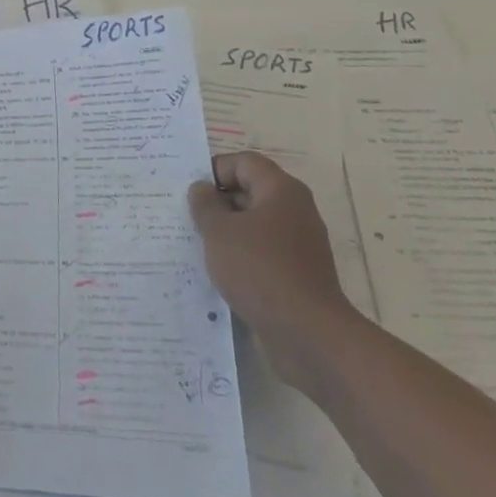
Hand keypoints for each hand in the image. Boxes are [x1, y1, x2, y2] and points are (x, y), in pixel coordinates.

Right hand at [189, 151, 359, 394]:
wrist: (307, 334)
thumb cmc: (259, 269)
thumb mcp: (219, 232)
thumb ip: (205, 205)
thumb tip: (202, 189)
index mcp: (281, 190)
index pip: (245, 162)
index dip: (215, 170)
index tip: (191, 192)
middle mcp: (295, 211)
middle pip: (251, 191)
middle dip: (218, 201)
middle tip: (188, 216)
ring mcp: (299, 244)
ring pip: (256, 225)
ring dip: (228, 231)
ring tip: (198, 245)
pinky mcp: (298, 274)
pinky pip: (263, 253)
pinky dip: (242, 256)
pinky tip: (220, 272)